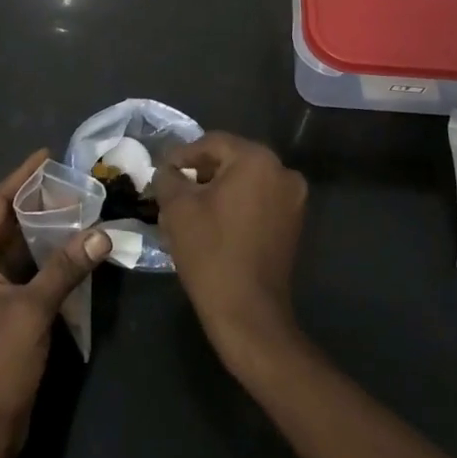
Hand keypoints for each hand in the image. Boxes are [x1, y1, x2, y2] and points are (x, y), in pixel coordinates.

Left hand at [0, 149, 110, 457]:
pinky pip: (24, 273)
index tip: (48, 154)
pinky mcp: (1, 314)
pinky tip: (73, 250)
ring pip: (18, 249)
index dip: (21, 178)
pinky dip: (47, 260)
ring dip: (45, 231)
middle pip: (6, 223)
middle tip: (74, 180)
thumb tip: (101, 233)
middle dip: (38, 202)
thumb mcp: (32, 312)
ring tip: (80, 207)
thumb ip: (66, 268)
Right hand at [154, 132, 308, 376]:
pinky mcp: (294, 223)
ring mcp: (293, 199)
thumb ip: (168, 177)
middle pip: (231, 159)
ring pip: (246, 180)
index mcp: (257, 159)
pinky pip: (259, 200)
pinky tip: (214, 222)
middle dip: (201, 171)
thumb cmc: (210, 253)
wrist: (248, 313)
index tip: (162, 171)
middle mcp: (282, 171)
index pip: (212, 143)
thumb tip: (167, 169)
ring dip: (218, 189)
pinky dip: (237, 204)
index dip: (183, 155)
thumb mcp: (177, 208)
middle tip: (174, 188)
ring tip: (190, 207)